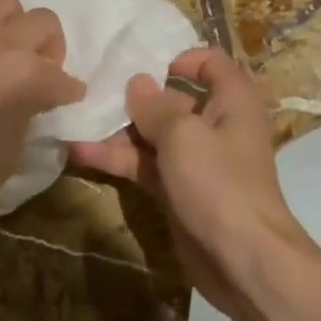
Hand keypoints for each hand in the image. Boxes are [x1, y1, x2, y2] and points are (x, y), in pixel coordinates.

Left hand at [0, 0, 84, 229]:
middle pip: (45, 23)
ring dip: (10, 25)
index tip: (62, 103)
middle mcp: (2, 43)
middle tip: (35, 73)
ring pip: (5, 1)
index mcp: (27, 77)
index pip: (64, 79)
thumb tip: (28, 107)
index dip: (67, 94)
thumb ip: (26, 121)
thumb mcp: (9, 158)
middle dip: (49, 49)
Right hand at [69, 47, 308, 317]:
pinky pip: (146, 165)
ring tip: (76, 121)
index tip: (146, 64)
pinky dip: (118, 159)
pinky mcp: (179, 190)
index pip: (210, 63)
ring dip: (117, 130)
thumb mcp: (183, 134)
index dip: (181, 58)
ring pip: (154, 134)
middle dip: (134, 96)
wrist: (244, 263)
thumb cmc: (219, 182)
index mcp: (232, 100)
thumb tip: (137, 83)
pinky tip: (80, 152)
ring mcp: (196, 160)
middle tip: (94, 89)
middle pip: (173, 99)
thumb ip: (154, 106)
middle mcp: (216, 124)